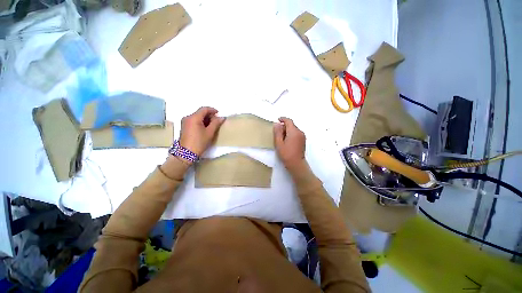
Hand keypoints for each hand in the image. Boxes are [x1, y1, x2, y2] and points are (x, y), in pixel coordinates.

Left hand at [179, 107, 224, 155]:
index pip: (204, 109)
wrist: (186, 153)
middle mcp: (188, 117)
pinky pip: (194, 120)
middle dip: (209, 115)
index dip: (212, 110)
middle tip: (216, 121)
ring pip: (197, 116)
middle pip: (200, 112)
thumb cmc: (199, 142)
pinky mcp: (184, 126)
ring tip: (212, 126)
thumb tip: (222, 117)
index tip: (219, 114)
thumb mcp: (209, 132)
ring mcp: (185, 122)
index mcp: (194, 117)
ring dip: (205, 119)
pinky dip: (200, 122)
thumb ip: (216, 123)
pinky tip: (205, 128)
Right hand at [274, 117, 305, 169]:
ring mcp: (303, 136)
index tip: (278, 120)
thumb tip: (277, 124)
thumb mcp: (279, 143)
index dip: (283, 119)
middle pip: (291, 125)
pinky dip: (291, 134)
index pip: (289, 121)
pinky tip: (287, 141)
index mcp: (294, 132)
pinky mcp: (303, 140)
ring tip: (281, 139)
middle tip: (277, 133)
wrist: (296, 164)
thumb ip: (277, 132)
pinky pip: (296, 133)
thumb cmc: (286, 154)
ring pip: (294, 129)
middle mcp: (300, 132)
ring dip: (287, 131)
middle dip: (284, 126)